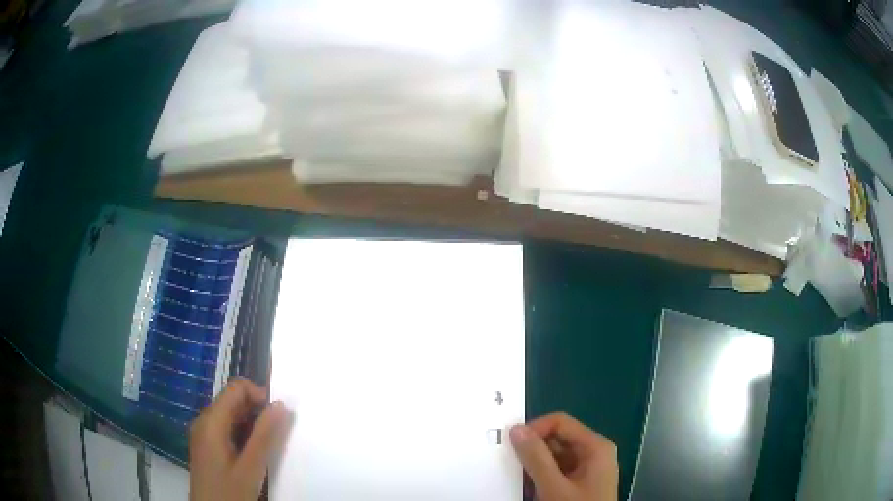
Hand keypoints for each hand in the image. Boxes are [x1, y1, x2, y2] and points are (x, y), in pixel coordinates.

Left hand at [189, 378, 292, 500]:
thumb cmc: (229, 492)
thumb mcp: (251, 467)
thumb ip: (265, 436)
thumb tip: (281, 405)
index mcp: (211, 421)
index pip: (236, 387)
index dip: (259, 395)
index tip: (276, 418)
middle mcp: (204, 421)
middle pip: (233, 400)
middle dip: (257, 412)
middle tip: (274, 438)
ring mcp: (203, 433)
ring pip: (231, 415)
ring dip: (252, 425)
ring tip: (264, 449)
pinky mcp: (206, 445)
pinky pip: (226, 428)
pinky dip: (243, 435)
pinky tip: (251, 456)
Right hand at [510, 412, 617, 500]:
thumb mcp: (554, 487)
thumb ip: (536, 458)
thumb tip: (516, 429)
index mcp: (595, 447)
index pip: (560, 423)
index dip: (535, 429)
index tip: (511, 445)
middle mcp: (592, 454)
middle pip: (556, 439)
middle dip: (532, 450)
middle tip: (510, 463)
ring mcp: (586, 470)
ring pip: (553, 457)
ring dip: (533, 466)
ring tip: (519, 479)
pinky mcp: (578, 485)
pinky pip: (555, 472)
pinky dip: (539, 478)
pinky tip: (529, 491)